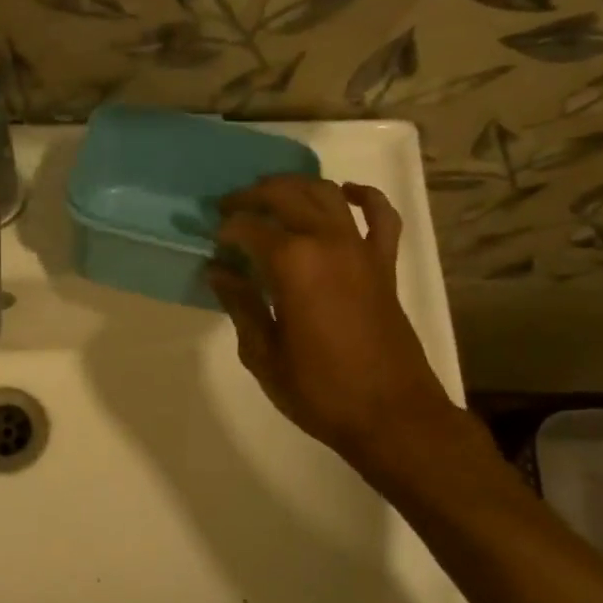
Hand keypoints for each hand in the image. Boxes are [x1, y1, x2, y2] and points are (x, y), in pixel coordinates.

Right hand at [208, 176, 461, 474]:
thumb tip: (219, 272)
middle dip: (253, 196)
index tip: (212, 241)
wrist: (391, 415)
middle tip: (230, 207)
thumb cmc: (319, 391)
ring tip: (272, 195)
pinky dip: (364, 197)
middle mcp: (328, 242)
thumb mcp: (263, 353)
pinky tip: (346, 193)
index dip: (226, 229)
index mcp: (293, 264)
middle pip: (287, 195)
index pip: (249, 228)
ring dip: (297, 186)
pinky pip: (380, 216)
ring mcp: (361, 250)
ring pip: (327, 194)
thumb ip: (241, 305)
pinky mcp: (385, 265)